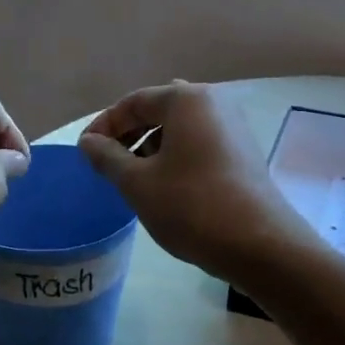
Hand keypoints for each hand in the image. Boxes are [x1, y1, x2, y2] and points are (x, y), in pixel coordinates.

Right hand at [77, 82, 316, 285]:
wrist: (259, 244)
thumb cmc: (191, 206)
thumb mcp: (138, 183)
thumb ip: (108, 157)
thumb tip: (88, 142)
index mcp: (187, 99)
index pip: (133, 102)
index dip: (104, 126)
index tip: (85, 153)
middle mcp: (214, 103)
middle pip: (158, 111)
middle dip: (129, 135)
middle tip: (107, 165)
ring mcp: (233, 128)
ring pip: (180, 130)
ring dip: (151, 148)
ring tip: (133, 179)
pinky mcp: (243, 154)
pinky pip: (198, 145)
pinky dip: (175, 158)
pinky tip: (165, 187)